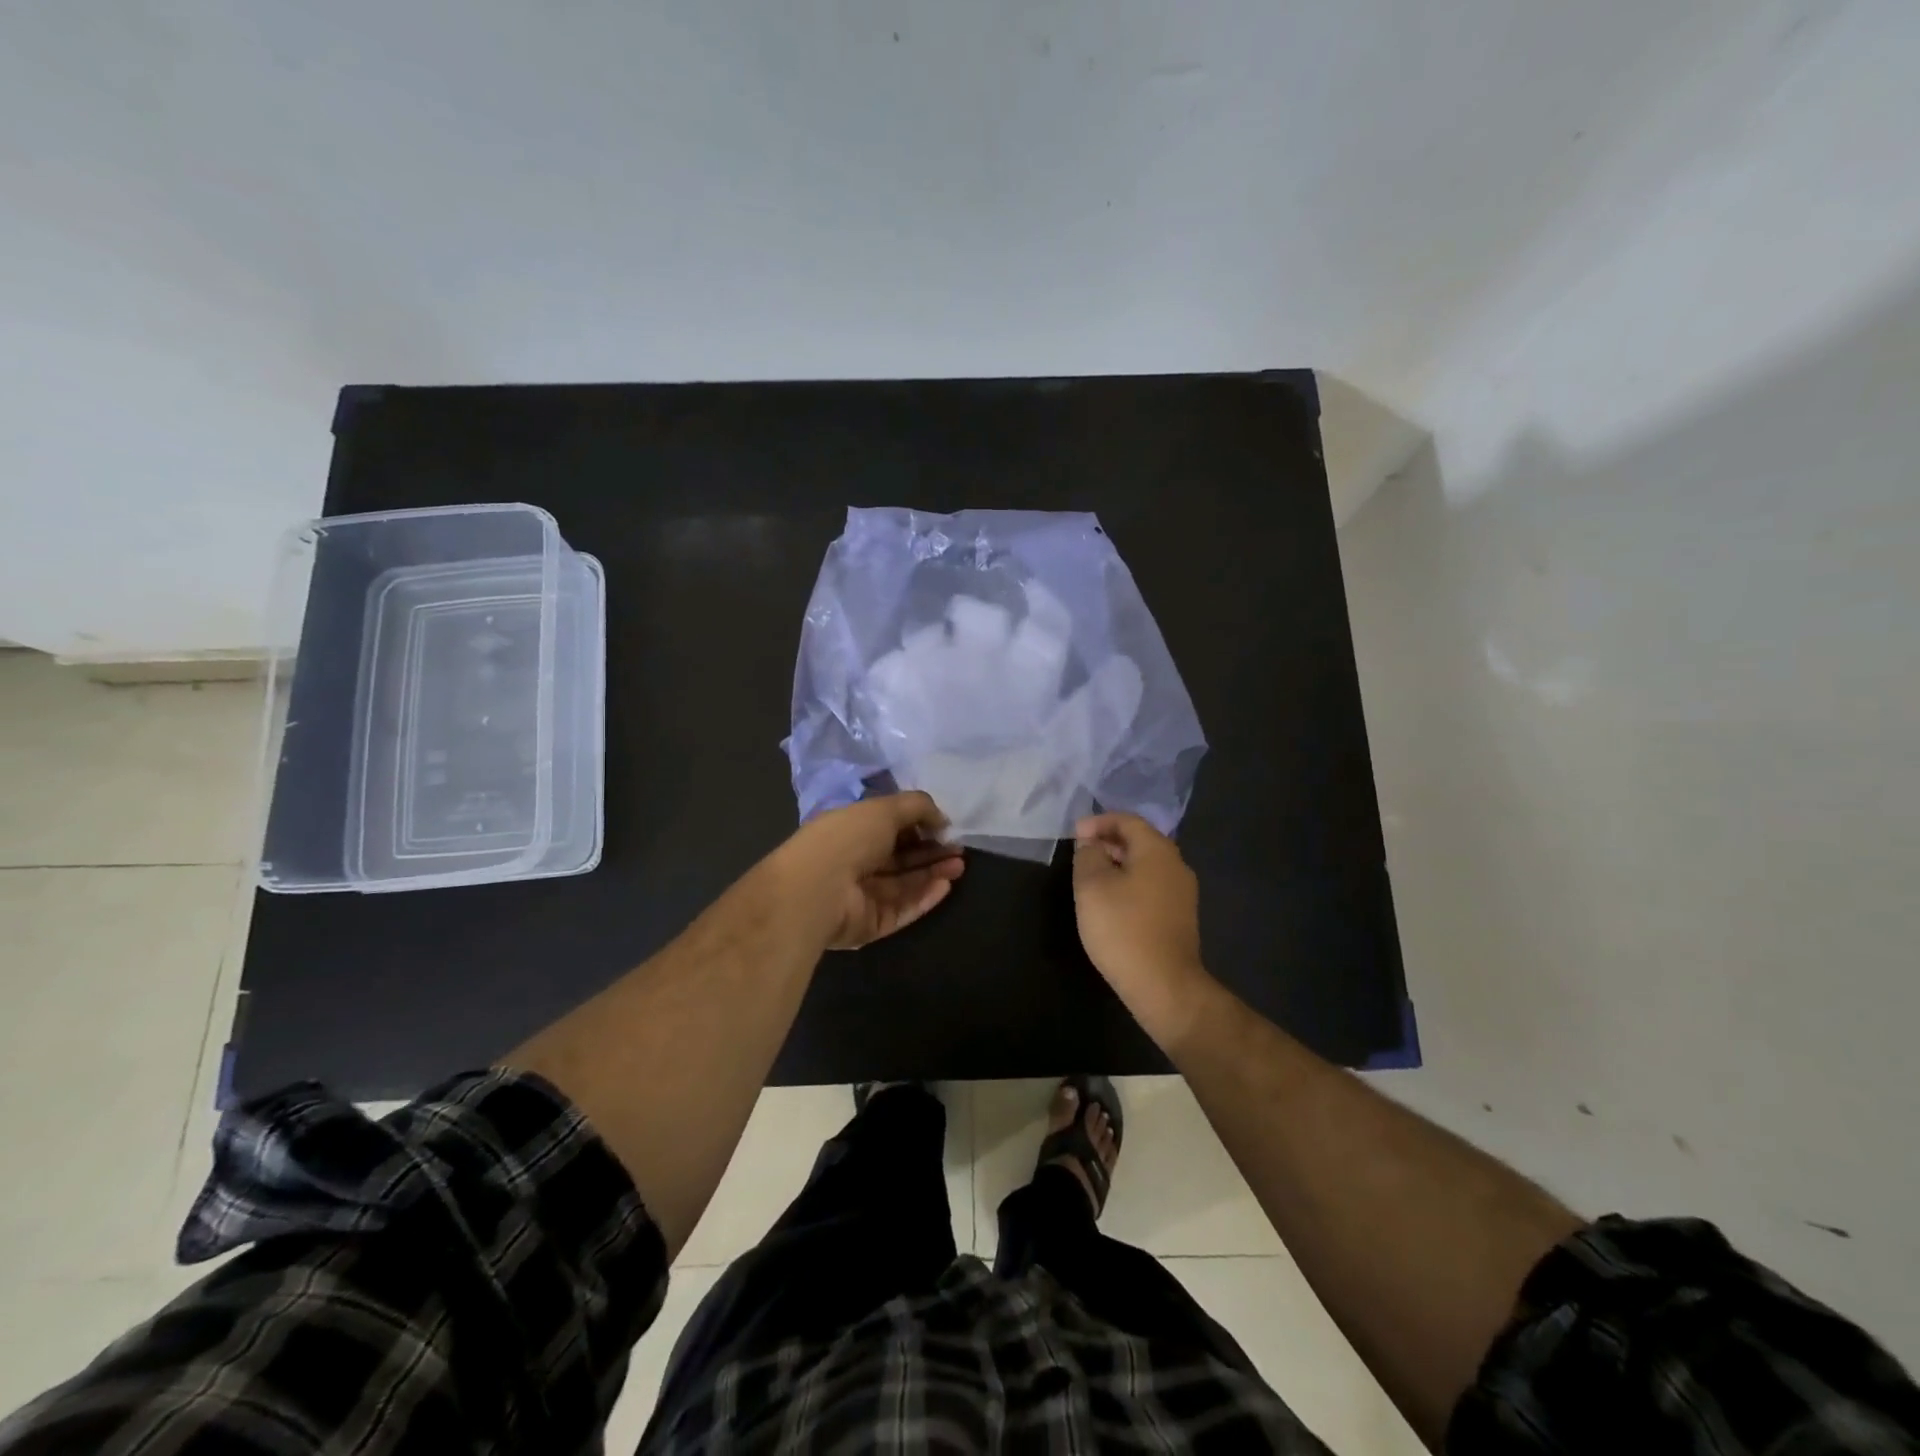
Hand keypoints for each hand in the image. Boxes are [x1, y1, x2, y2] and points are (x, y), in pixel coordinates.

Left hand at [784, 792, 965, 949]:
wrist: (818, 889)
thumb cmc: (848, 838)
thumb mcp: (885, 808)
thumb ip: (918, 807)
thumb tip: (942, 819)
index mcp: (851, 830)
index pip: (889, 828)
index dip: (918, 825)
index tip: (945, 826)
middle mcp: (855, 862)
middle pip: (900, 858)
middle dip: (931, 852)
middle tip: (958, 849)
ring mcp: (863, 896)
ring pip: (905, 884)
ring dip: (933, 873)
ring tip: (959, 865)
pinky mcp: (871, 923)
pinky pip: (903, 909)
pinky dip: (924, 897)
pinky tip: (945, 885)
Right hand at [1072, 812, 1209, 1022]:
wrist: (1164, 985)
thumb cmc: (1123, 928)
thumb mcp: (1092, 886)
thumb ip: (1088, 856)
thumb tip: (1092, 845)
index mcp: (1157, 851)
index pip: (1128, 820)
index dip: (1099, 822)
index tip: (1074, 834)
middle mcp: (1176, 865)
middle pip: (1140, 840)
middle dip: (1108, 841)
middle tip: (1081, 853)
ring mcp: (1182, 893)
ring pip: (1146, 865)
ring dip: (1118, 863)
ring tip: (1091, 876)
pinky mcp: (1179, 917)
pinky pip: (1151, 886)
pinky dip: (1129, 883)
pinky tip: (1111, 901)